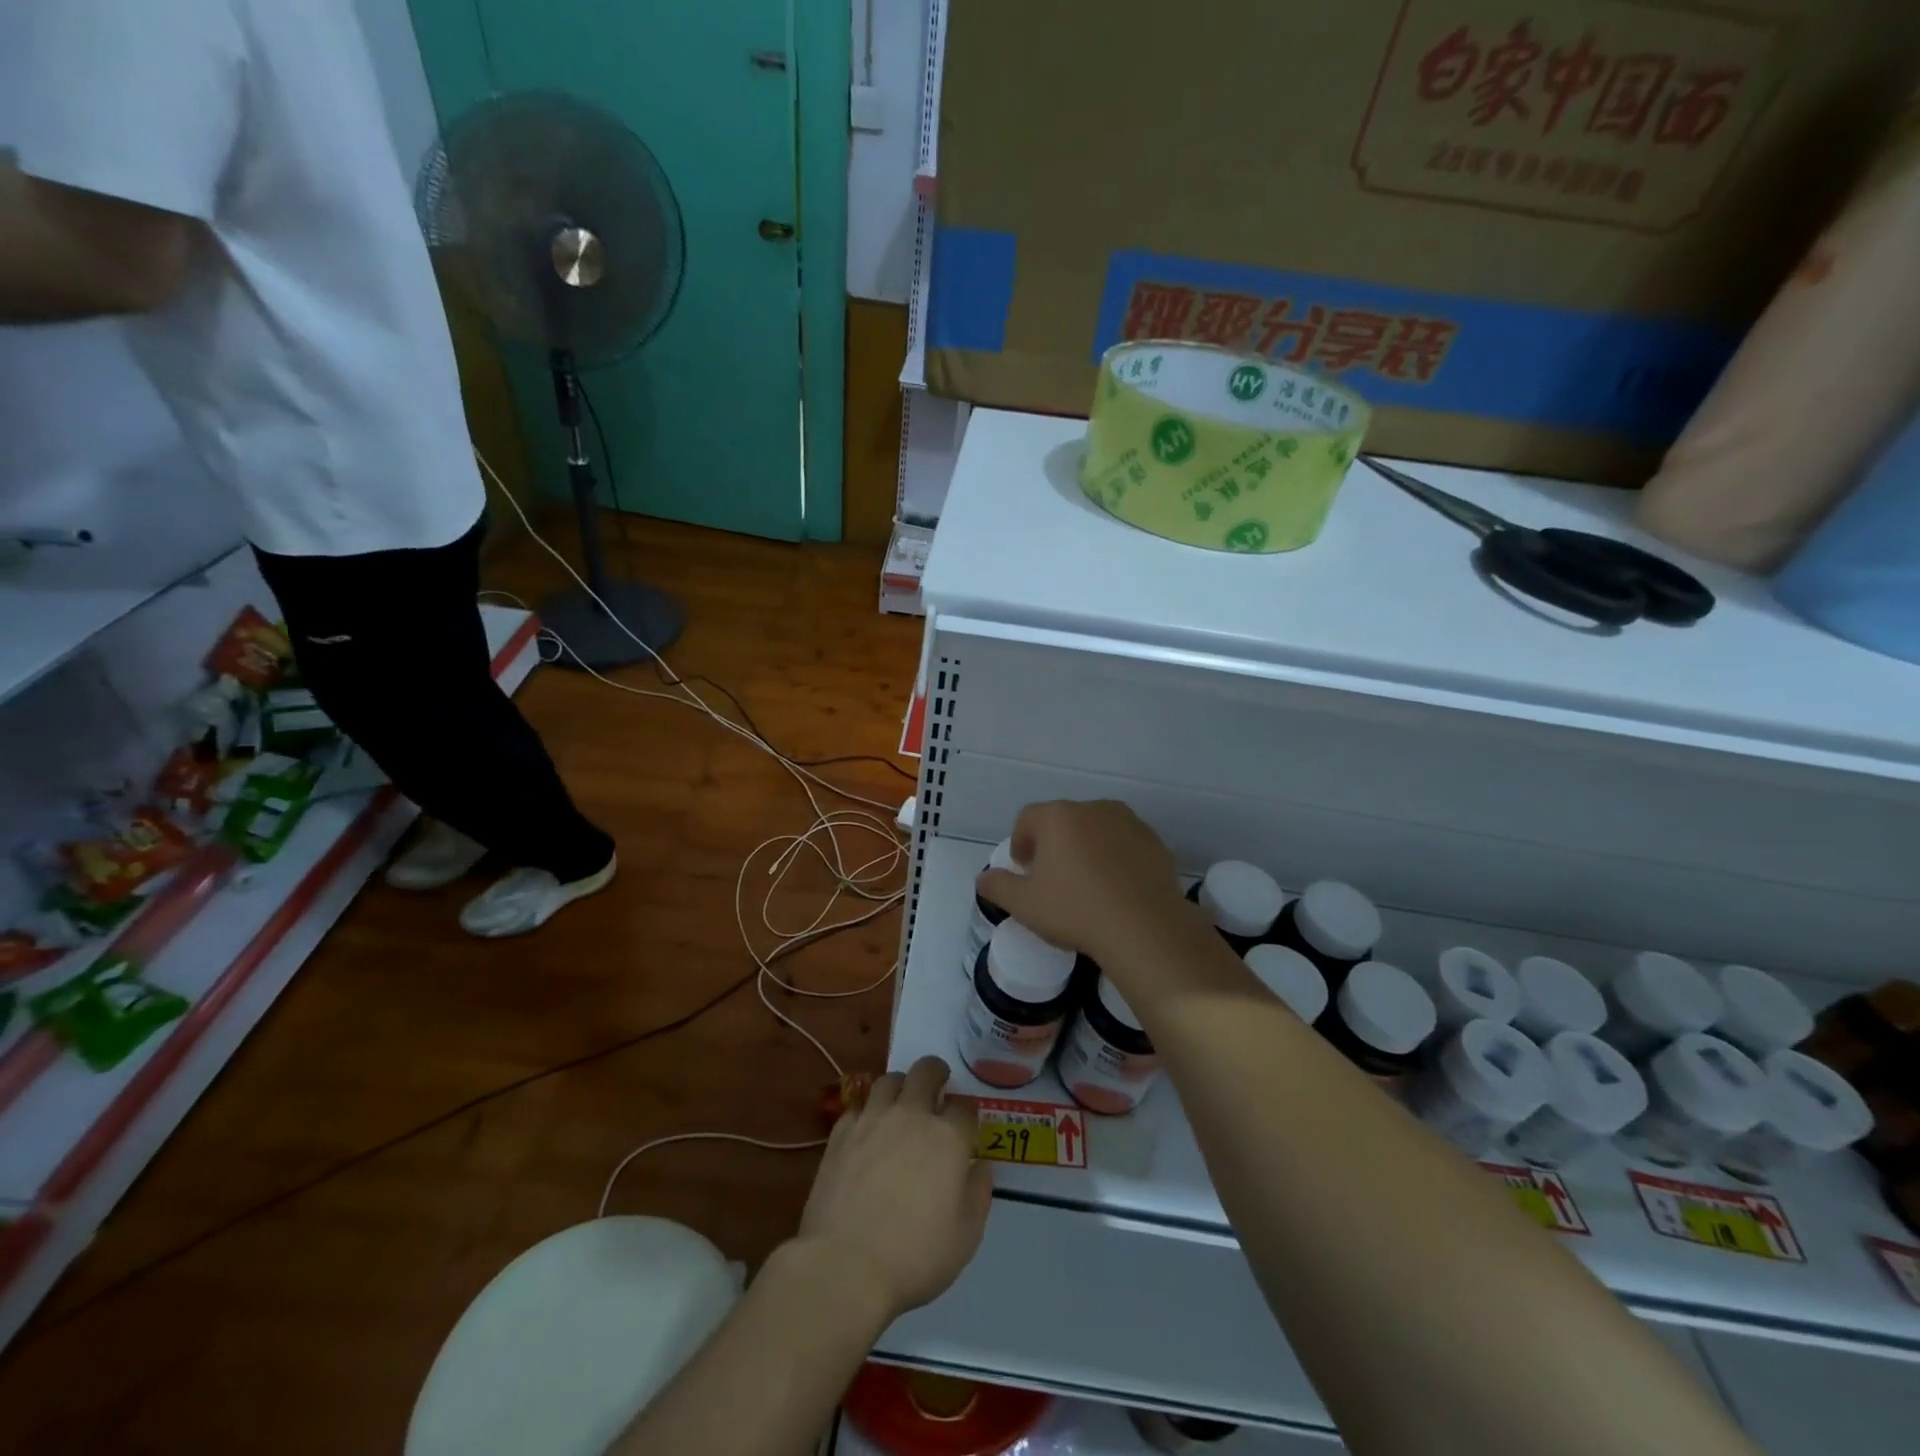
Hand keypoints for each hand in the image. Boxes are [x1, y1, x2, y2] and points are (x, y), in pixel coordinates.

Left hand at [790, 1057, 991, 1323]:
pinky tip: (867, 1130)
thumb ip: (978, 1194)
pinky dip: (867, 1112)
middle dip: (936, 1073)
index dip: (968, 1115)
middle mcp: (911, 1115)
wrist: (845, 1266)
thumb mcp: (966, 1236)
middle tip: (937, 1088)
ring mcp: (872, 1120)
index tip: (967, 1127)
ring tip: (901, 1102)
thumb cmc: (915, 1256)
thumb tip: (980, 1166)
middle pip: (926, 1071)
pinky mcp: (841, 1133)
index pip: (965, 1108)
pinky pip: (857, 1107)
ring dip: (900, 1085)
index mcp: (948, 1137)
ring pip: (889, 1079)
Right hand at [975, 800, 1197, 969]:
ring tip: (1086, 882)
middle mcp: (1093, 809)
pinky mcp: (1154, 841)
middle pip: (1063, 820)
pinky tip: (1115, 888)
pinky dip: (1115, 857)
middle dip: (1053, 843)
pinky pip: (1124, 844)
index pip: (1027, 818)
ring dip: (1086, 847)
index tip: (1023, 869)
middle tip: (1051, 877)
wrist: (1145, 928)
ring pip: (1096, 829)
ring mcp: (1128, 822)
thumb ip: (998, 887)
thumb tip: (982, 879)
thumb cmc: (1076, 910)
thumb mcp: (1025, 905)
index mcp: (1058, 817)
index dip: (1020, 841)